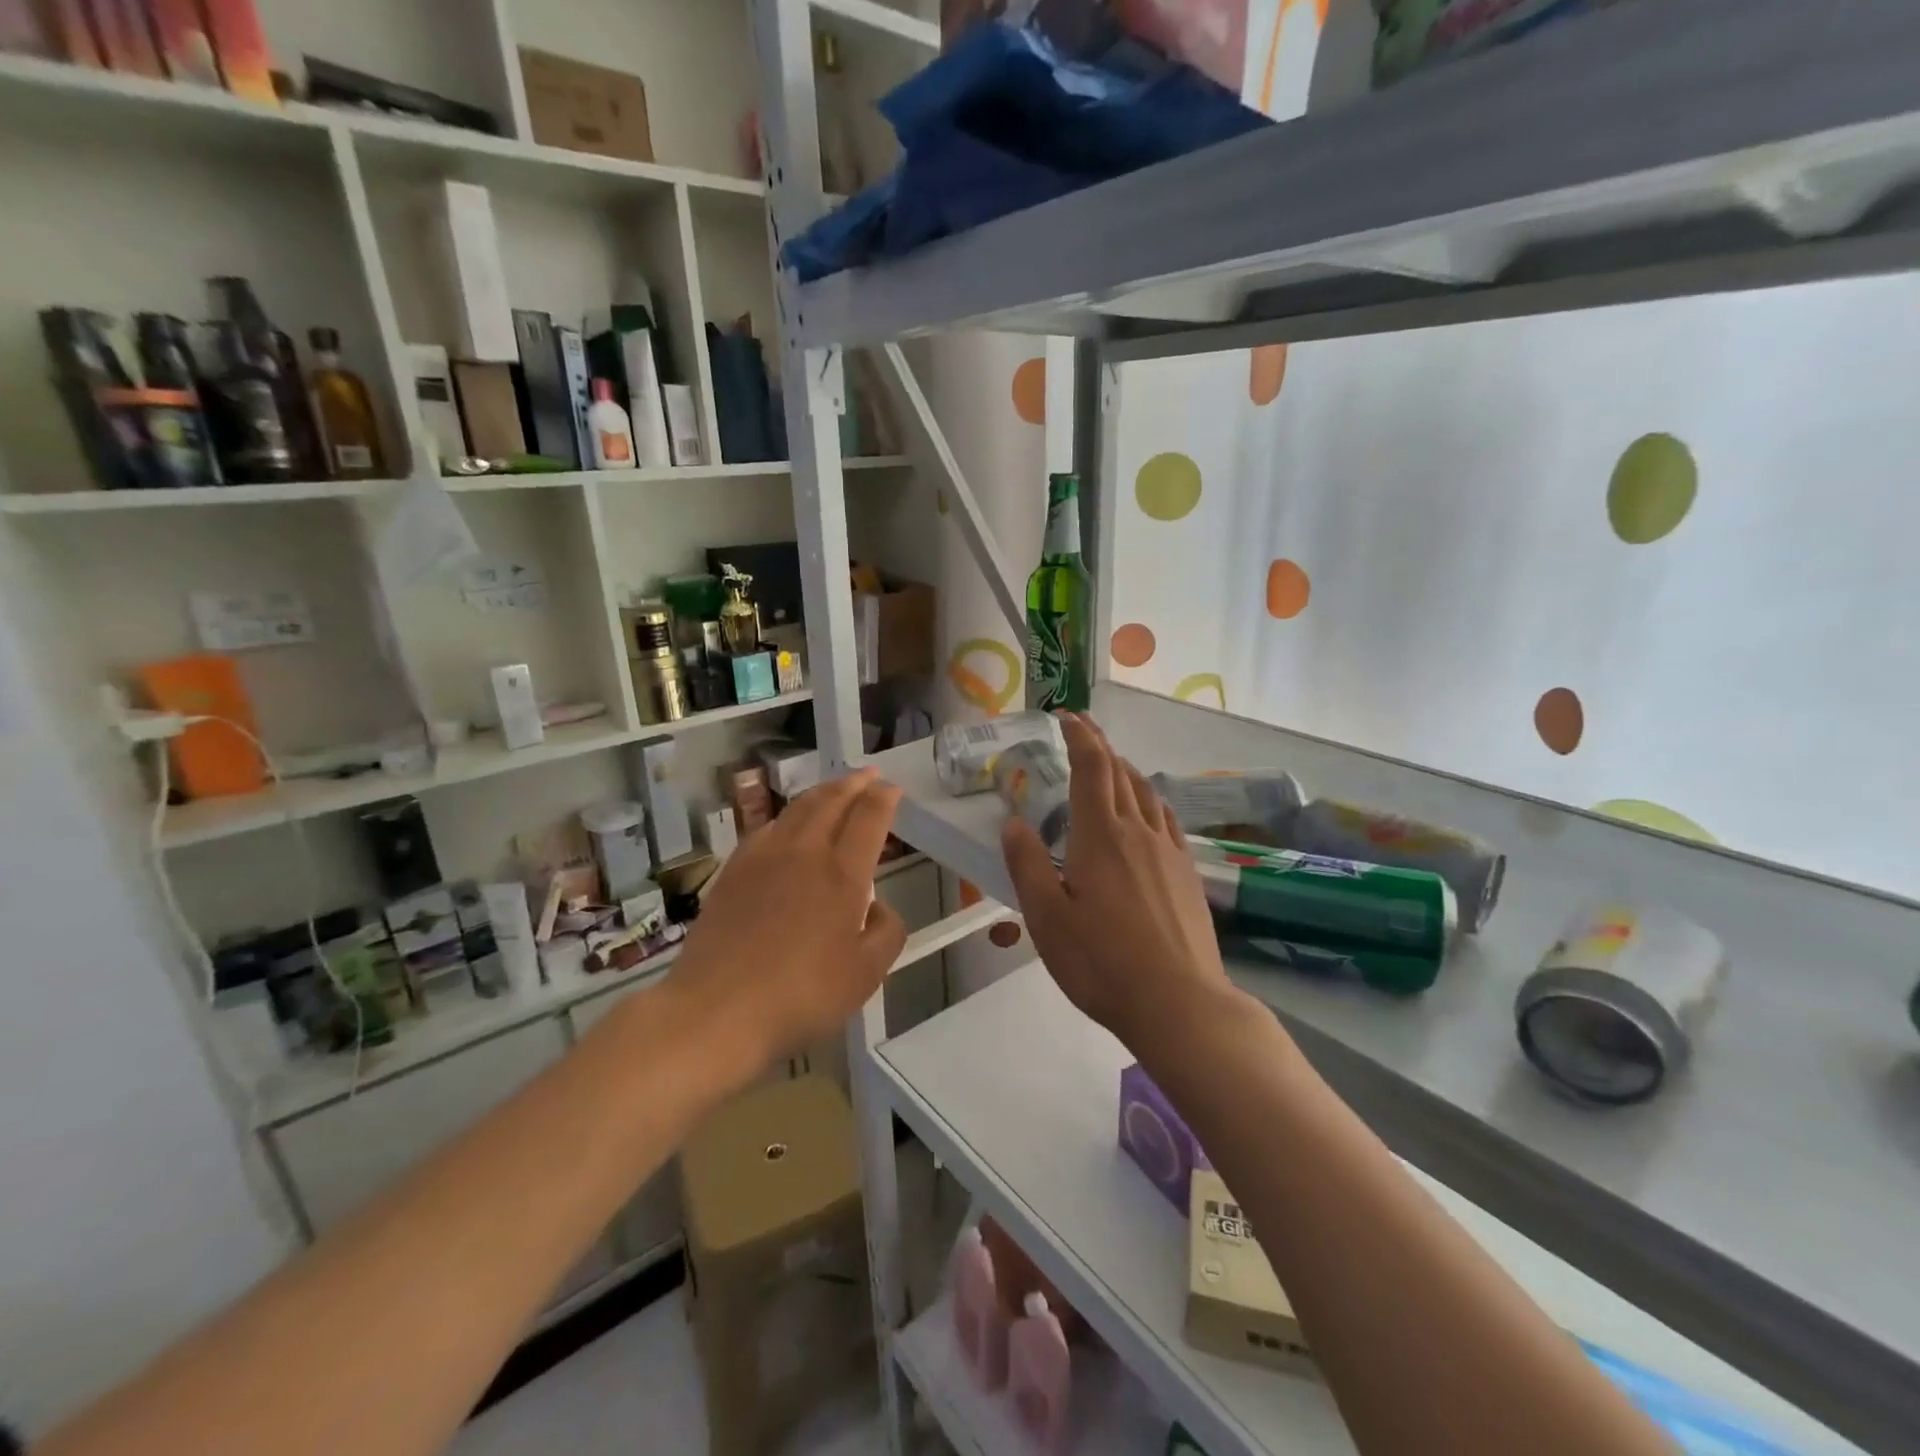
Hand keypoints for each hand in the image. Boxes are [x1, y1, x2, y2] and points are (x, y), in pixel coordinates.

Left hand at [674, 769, 906, 1069]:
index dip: (884, 798)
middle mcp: (804, 853)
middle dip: (853, 783)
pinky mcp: (732, 872)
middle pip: (831, 801)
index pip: (868, 818)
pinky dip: (786, 816)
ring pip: (797, 809)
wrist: (717, 1010)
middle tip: (867, 775)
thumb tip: (880, 908)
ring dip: (821, 793)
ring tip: (833, 790)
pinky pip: (766, 828)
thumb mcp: (865, 975)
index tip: (892, 789)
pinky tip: (785, 826)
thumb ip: (886, 934)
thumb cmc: (801, 995)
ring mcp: (763, 858)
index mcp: (843, 874)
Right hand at [1001, 714, 1232, 1051]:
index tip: (1068, 717)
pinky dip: (1149, 801)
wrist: (1180, 1003)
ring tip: (1111, 768)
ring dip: (1126, 771)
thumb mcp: (1047, 918)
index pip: (1092, 767)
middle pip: (1121, 773)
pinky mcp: (1188, 873)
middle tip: (1083, 732)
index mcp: (1101, 836)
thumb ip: (1027, 865)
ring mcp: (1169, 851)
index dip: (1080, 736)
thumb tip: (1013, 822)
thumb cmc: (1102, 962)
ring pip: (1147, 794)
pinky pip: (1166, 820)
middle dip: (1100, 746)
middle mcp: (1138, 831)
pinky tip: (1147, 816)